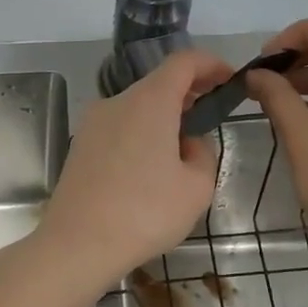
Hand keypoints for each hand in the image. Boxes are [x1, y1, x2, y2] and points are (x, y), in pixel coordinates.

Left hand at [33, 48, 234, 287]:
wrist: (77, 244)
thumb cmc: (145, 213)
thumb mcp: (197, 187)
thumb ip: (203, 154)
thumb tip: (187, 143)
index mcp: (149, 101)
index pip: (183, 62)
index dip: (211, 64)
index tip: (229, 80)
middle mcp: (116, 102)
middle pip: (157, 84)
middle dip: (188, 95)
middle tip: (210, 118)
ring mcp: (92, 124)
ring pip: (136, 108)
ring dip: (162, 119)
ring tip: (181, 152)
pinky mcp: (79, 147)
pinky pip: (118, 129)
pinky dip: (139, 135)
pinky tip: (148, 170)